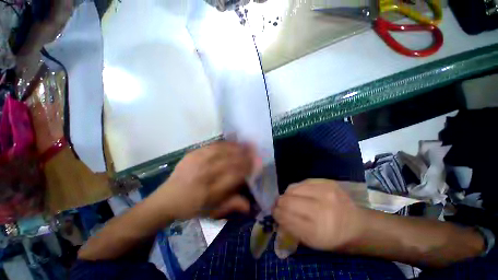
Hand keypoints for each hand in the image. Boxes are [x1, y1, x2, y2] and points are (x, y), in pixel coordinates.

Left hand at [150, 142, 253, 219]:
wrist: (166, 199)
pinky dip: (225, 144)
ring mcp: (196, 163)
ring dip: (237, 148)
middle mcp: (203, 176)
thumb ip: (230, 206)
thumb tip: (249, 205)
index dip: (247, 169)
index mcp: (208, 192)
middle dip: (244, 156)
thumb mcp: (210, 212)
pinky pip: (212, 146)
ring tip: (247, 144)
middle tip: (255, 151)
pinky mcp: (192, 154)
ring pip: (222, 152)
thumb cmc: (191, 207)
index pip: (233, 177)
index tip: (257, 163)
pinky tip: (233, 142)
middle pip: (229, 162)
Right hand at [273, 179, 365, 250]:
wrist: (357, 223)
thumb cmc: (333, 237)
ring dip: (286, 195)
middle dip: (279, 203)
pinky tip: (298, 194)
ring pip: (292, 189)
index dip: (277, 214)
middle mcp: (322, 209)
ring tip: (288, 199)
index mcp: (318, 231)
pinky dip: (295, 189)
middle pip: (288, 201)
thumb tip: (276, 214)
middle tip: (278, 204)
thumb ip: (291, 228)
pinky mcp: (326, 182)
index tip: (274, 212)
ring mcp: (325, 192)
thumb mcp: (312, 242)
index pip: (287, 218)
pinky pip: (301, 182)